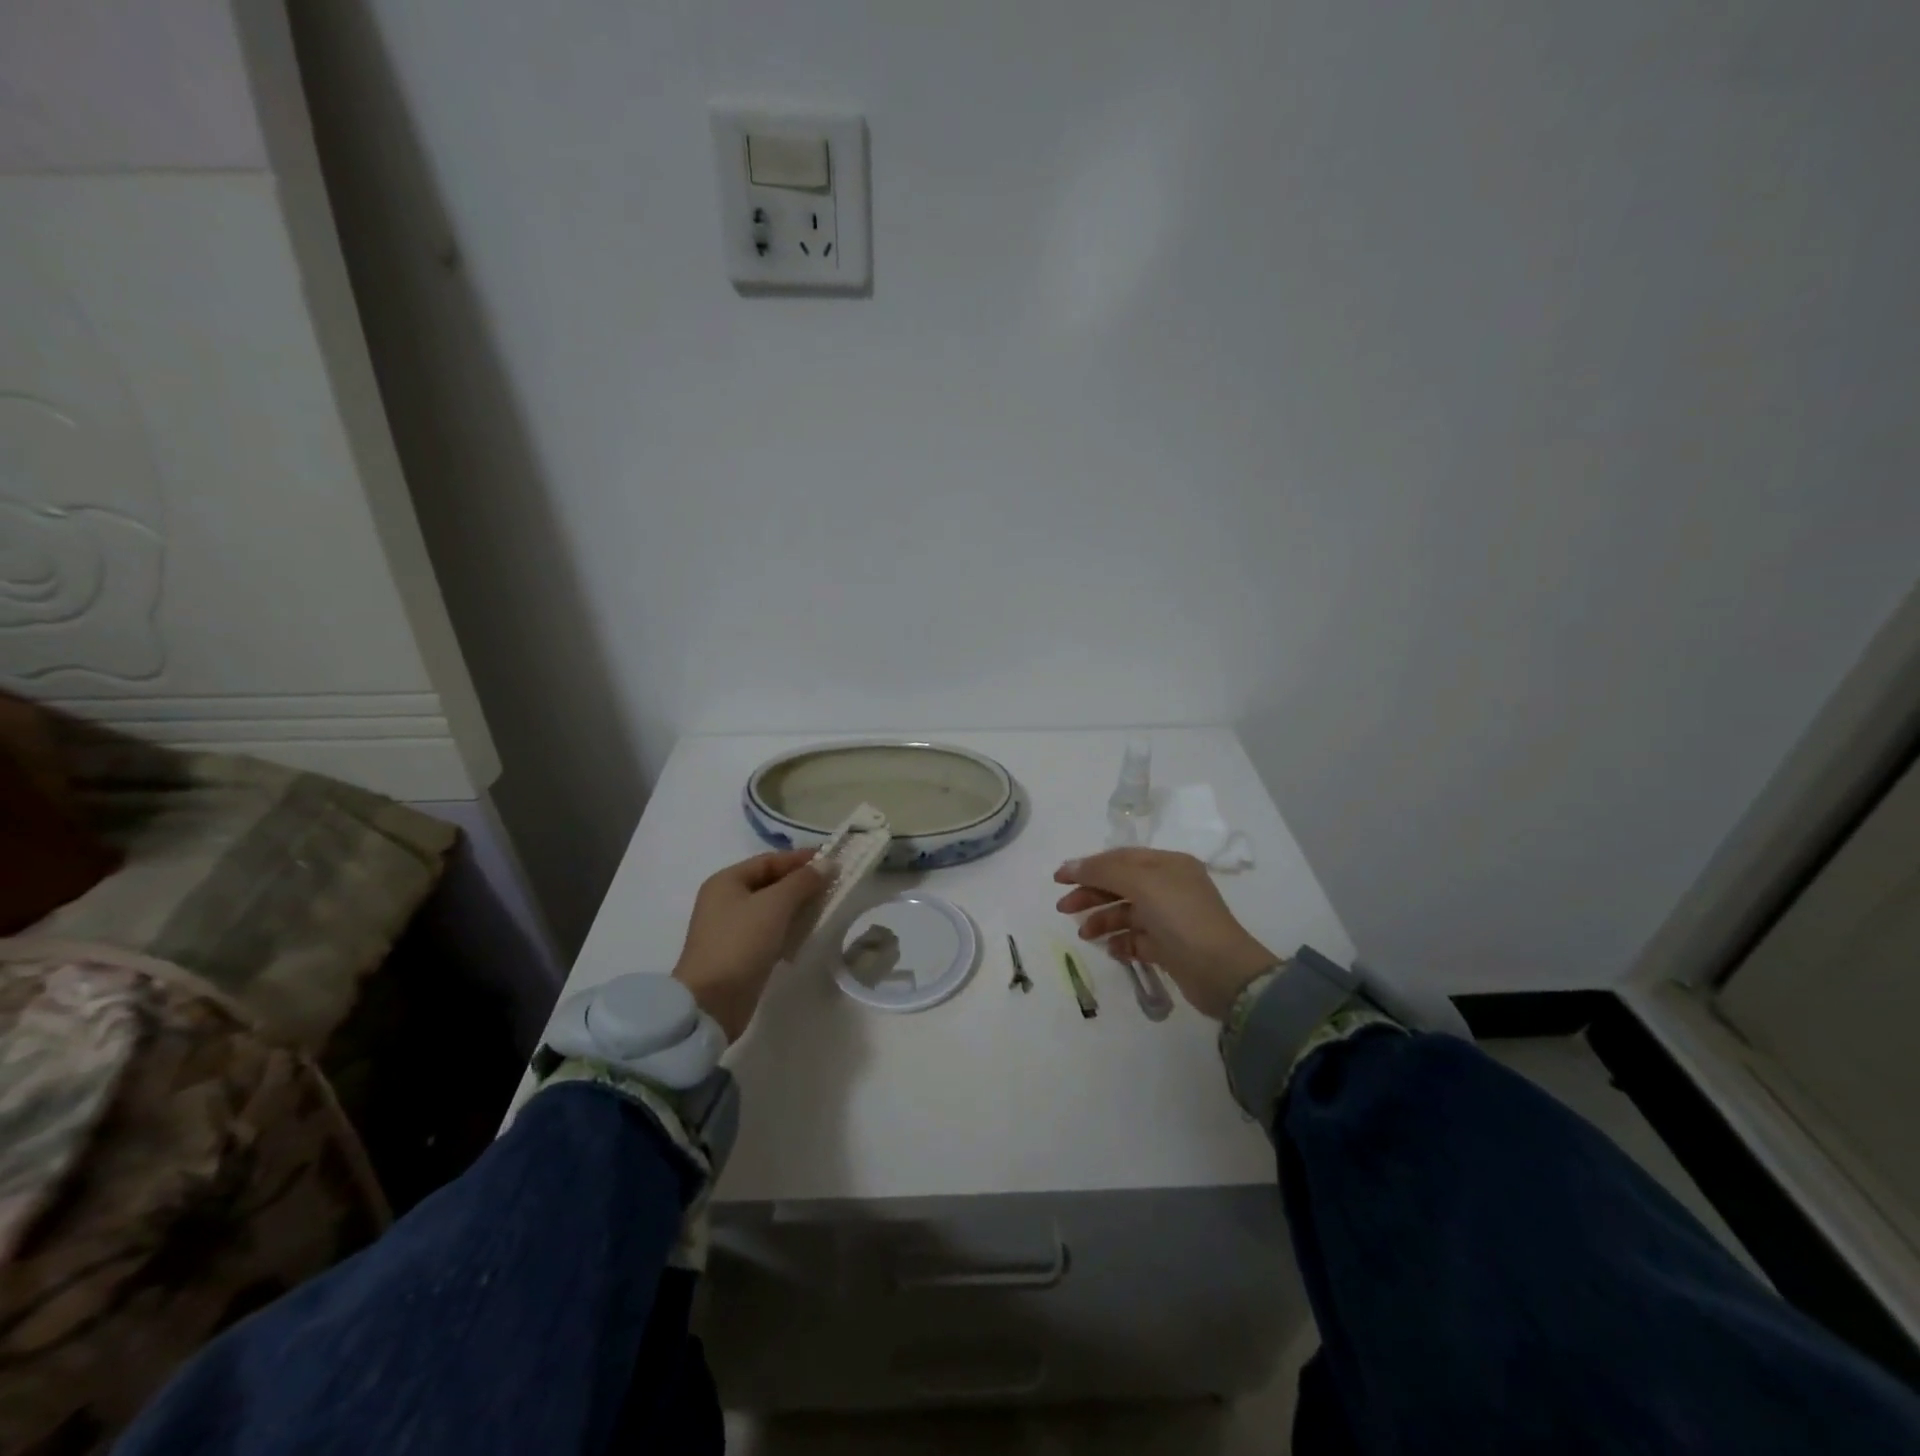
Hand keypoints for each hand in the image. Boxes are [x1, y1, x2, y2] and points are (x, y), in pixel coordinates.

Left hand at [673, 850, 824, 1041]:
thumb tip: (828, 863)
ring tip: (827, 908)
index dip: (800, 859)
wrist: (712, 1002)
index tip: (833, 861)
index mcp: (727, 881)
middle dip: (802, 884)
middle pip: (770, 883)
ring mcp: (731, 928)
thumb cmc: (741, 943)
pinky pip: (770, 931)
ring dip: (798, 907)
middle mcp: (725, 900)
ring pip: (772, 909)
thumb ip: (802, 881)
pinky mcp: (740, 953)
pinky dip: (789, 929)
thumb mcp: (775, 905)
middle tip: (834, 886)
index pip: (769, 860)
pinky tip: (809, 934)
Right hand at [1055, 849, 1277, 1020]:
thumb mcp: (1141, 883)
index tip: (1058, 879)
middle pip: (1120, 885)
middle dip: (1091, 895)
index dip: (1088, 866)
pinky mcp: (1170, 948)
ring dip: (1103, 921)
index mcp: (1167, 865)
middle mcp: (1169, 887)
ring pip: (1127, 913)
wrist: (1222, 972)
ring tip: (1085, 935)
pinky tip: (1111, 950)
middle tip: (1063, 908)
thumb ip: (1103, 871)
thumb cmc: (1181, 917)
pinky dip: (1121, 943)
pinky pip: (1137, 939)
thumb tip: (1070, 866)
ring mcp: (1170, 918)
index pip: (1120, 858)